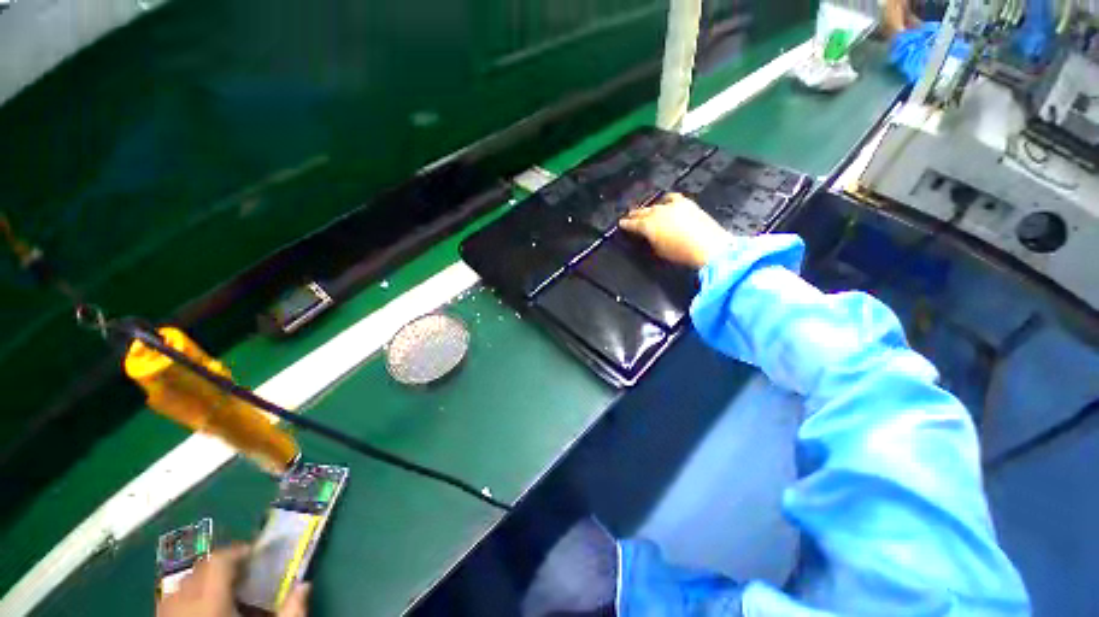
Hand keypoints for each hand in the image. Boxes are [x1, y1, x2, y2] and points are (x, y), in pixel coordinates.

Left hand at [157, 544, 310, 616]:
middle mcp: (183, 605)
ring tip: (223, 593)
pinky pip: (169, 603)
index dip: (238, 552)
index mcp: (210, 603)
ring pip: (181, 586)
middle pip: (199, 570)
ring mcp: (167, 616)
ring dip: (203, 582)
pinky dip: (187, 600)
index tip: (256, 554)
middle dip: (221, 567)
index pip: (219, 561)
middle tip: (244, 574)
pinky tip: (202, 612)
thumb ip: (289, 612)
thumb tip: (304, 585)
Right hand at [619, 193, 733, 268]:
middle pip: (642, 212)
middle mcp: (657, 212)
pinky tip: (665, 202)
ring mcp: (672, 205)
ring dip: (648, 208)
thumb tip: (646, 236)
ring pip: (655, 204)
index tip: (621, 223)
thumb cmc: (680, 254)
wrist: (709, 247)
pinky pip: (671, 198)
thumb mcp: (658, 251)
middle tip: (629, 216)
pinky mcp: (686, 203)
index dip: (625, 224)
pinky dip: (665, 201)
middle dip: (634, 214)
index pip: (632, 224)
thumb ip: (649, 241)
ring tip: (645, 210)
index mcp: (648, 225)